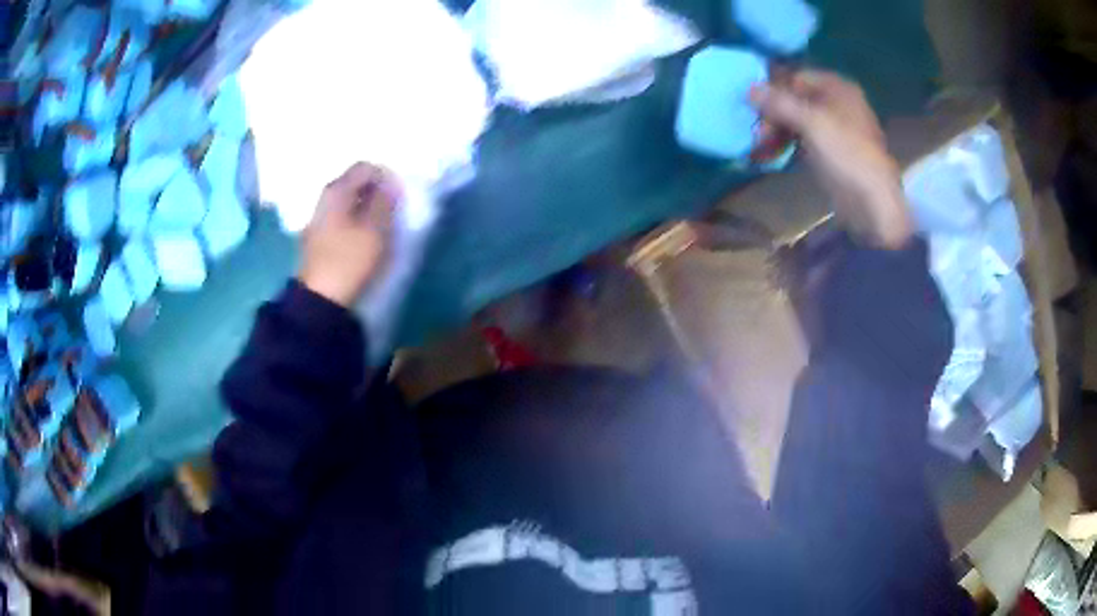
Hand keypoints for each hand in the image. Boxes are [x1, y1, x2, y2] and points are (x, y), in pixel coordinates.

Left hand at [298, 162, 398, 306]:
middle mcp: (324, 198)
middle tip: (392, 210)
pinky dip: (356, 220)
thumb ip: (385, 201)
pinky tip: (364, 236)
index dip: (385, 176)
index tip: (398, 196)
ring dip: (366, 207)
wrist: (320, 299)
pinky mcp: (318, 237)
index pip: (365, 167)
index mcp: (336, 190)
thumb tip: (390, 183)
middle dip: (376, 191)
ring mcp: (318, 217)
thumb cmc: (349, 260)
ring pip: (348, 201)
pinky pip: (341, 217)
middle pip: (355, 182)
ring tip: (381, 224)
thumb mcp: (375, 229)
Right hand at [750, 70, 912, 248]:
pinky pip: (802, 140)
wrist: (873, 206)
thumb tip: (748, 87)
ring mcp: (834, 129)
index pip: (795, 77)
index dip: (773, 90)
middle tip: (756, 135)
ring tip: (758, 150)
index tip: (753, 109)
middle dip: (772, 116)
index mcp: (837, 87)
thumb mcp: (811, 123)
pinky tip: (768, 156)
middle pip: (794, 100)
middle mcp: (836, 102)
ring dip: (774, 133)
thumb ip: (779, 102)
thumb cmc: (847, 155)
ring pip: (796, 121)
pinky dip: (785, 145)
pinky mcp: (830, 152)